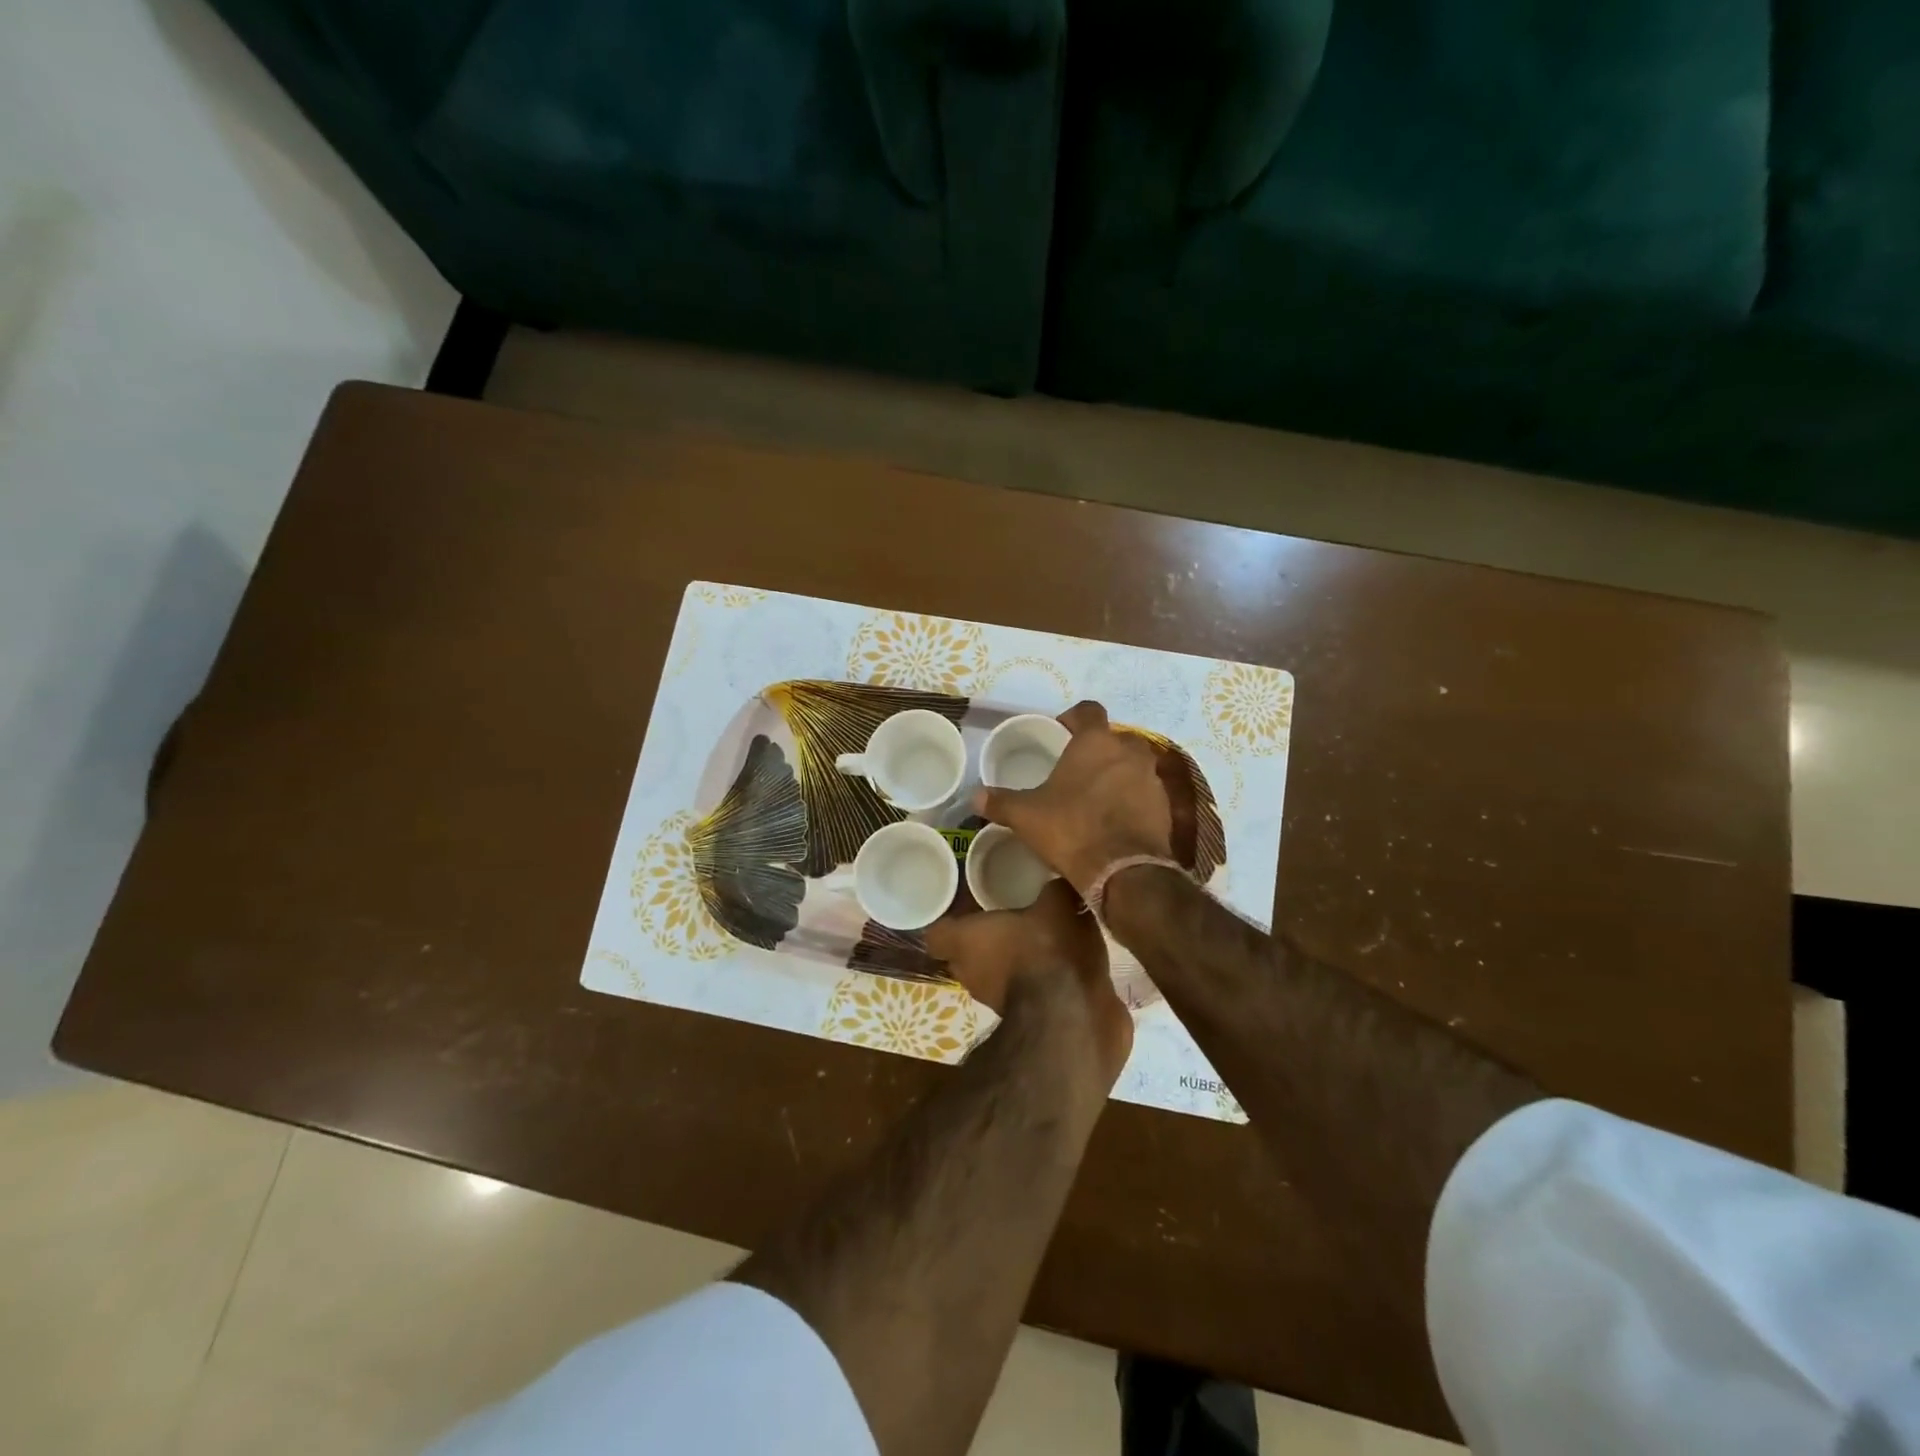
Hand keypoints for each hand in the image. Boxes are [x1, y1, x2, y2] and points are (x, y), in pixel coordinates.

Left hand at [926, 879, 1132, 1088]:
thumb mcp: (1056, 904)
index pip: (936, 934)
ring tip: (1027, 948)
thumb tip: (1059, 879)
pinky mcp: (1013, 1019)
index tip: (965, 914)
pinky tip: (1046, 972)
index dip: (948, 924)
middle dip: (977, 943)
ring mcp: (988, 1000)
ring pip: (985, 976)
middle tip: (1001, 925)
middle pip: (960, 956)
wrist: (1066, 1012)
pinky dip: (1022, 983)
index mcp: (964, 939)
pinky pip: (1010, 993)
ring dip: (1000, 965)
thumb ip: (1052, 889)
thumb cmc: (1046, 948)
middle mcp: (967, 971)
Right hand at [975, 701, 1172, 897]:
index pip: (1088, 710)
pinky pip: (1145, 793)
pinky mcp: (1166, 807)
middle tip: (1076, 769)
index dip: (1073, 717)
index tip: (1060, 731)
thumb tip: (974, 796)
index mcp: (1096, 742)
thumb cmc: (1072, 829)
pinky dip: (1132, 799)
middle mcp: (1129, 751)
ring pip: (1132, 765)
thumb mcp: (1027, 815)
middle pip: (1114, 738)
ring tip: (1095, 796)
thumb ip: (1000, 801)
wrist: (1125, 872)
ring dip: (1117, 774)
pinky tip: (1114, 819)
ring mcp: (1152, 778)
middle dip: (1097, 749)